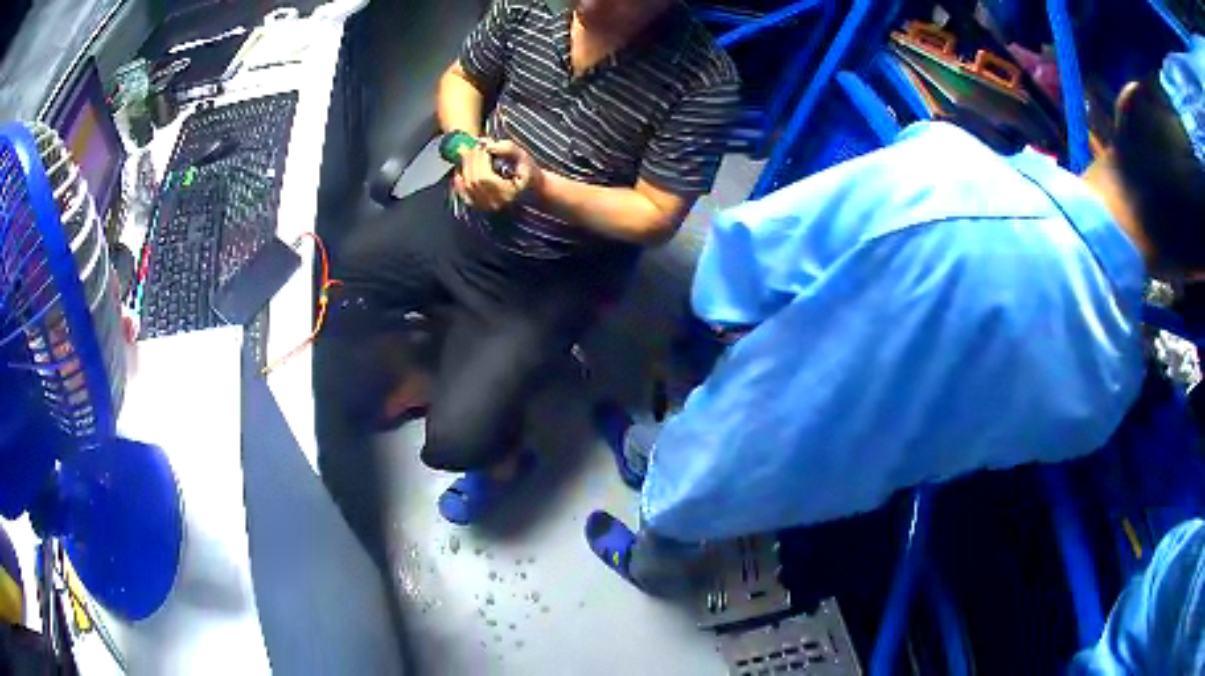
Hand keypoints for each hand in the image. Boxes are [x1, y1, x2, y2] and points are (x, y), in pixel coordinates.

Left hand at [453, 139, 542, 211]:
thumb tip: (485, 144)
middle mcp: (496, 204)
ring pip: (467, 188)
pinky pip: (464, 195)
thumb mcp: (522, 156)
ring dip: (464, 168)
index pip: (485, 178)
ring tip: (468, 154)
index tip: (480, 144)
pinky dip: (459, 182)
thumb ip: (507, 148)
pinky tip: (460, 170)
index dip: (479, 160)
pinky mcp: (480, 207)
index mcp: (509, 194)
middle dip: (471, 161)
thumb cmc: (529, 171)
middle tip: (471, 147)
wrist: (533, 188)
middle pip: (474, 182)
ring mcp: (487, 208)